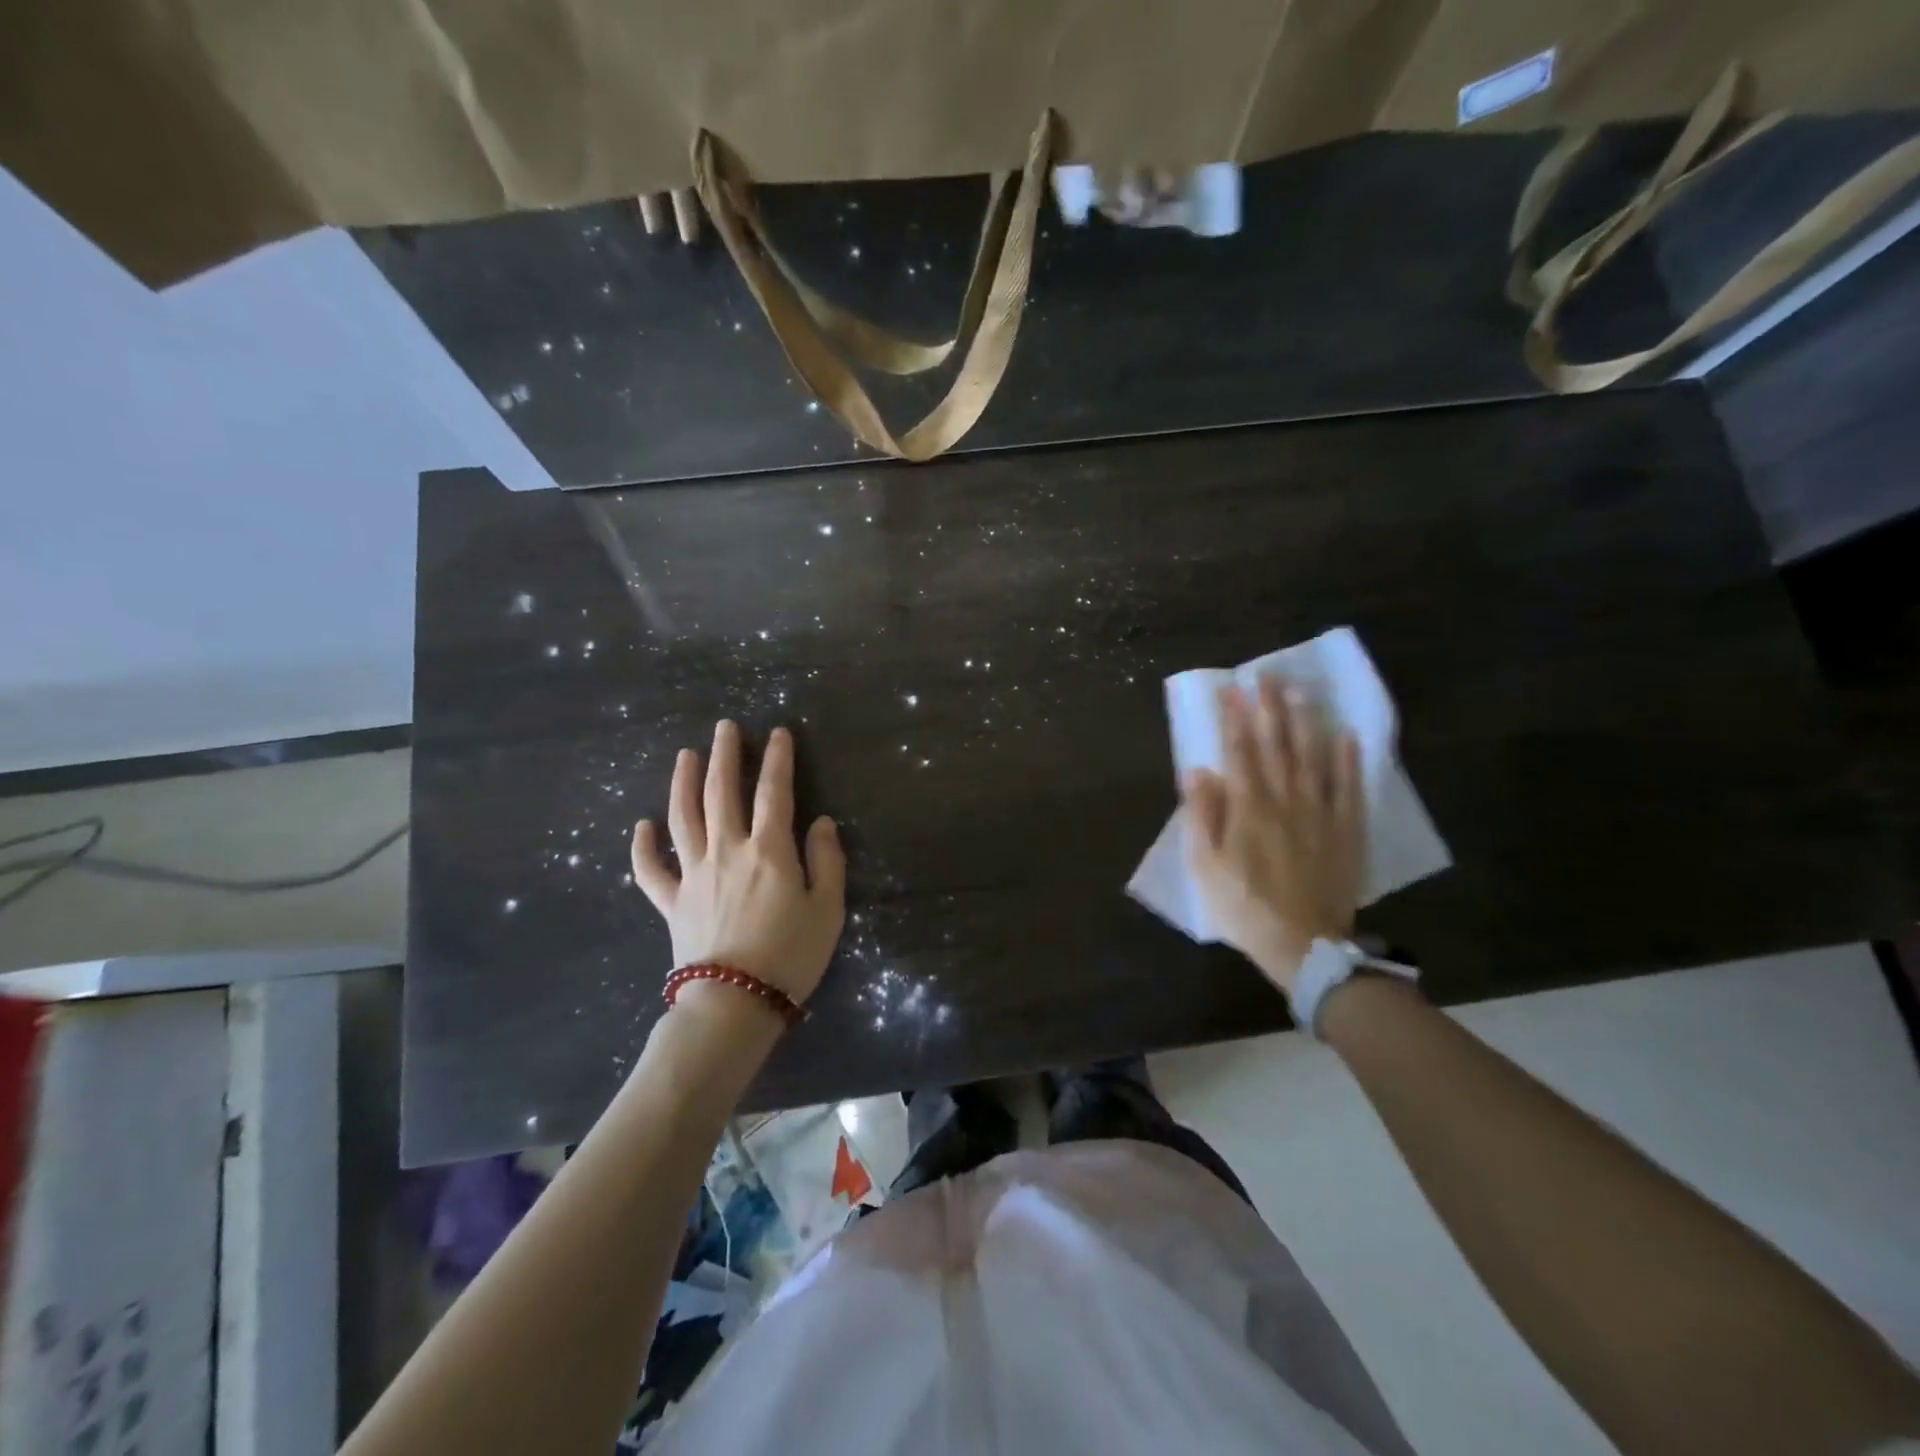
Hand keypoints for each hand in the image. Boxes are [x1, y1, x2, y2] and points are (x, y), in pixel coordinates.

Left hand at [631, 721, 845, 1003]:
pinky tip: (641, 826)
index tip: (777, 733)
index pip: (774, 792)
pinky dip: (643, 847)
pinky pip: (651, 871)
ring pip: (684, 818)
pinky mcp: (672, 903)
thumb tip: (822, 822)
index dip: (777, 760)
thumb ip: (827, 861)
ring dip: (684, 783)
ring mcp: (694, 875)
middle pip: (722, 793)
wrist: (735, 1004)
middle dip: (725, 756)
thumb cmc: (791, 956)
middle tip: (724, 727)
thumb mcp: (828, 909)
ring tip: (685, 755)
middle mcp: (727, 851)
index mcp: (769, 851)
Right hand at [1182, 678, 1364, 993]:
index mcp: (1248, 808)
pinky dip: (1347, 761)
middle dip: (1270, 708)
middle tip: (1267, 676)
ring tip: (1302, 692)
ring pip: (1312, 758)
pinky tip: (1346, 736)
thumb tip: (1199, 770)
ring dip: (1306, 722)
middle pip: (1277, 746)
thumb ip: (1203, 816)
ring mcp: (1320, 813)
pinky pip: (1349, 788)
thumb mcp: (1207, 866)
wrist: (1304, 944)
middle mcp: (1285, 800)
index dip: (1235, 719)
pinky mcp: (1346, 830)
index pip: (1240, 752)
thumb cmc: (1244, 905)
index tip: (1232, 689)